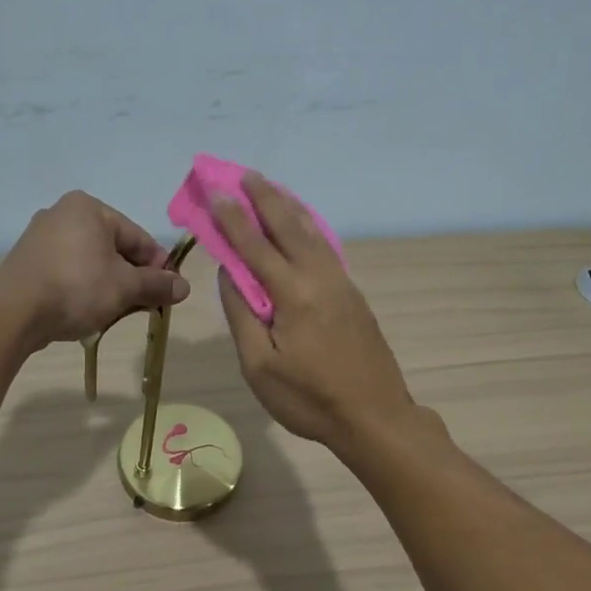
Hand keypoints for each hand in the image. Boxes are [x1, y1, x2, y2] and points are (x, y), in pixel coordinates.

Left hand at [0, 191, 188, 347]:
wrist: (13, 312)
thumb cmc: (77, 288)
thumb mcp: (125, 287)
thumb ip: (156, 285)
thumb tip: (185, 287)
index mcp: (89, 208)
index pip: (138, 236)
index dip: (158, 265)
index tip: (170, 291)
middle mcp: (63, 214)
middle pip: (114, 248)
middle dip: (132, 277)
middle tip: (146, 305)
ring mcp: (41, 238)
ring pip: (91, 262)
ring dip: (110, 286)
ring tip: (119, 312)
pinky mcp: (28, 263)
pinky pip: (68, 272)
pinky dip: (84, 288)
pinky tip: (90, 311)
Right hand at [212, 174, 415, 448]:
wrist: (375, 417)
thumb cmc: (309, 399)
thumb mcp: (259, 367)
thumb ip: (242, 315)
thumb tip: (230, 274)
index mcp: (293, 295)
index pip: (255, 246)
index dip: (232, 217)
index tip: (215, 190)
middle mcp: (320, 278)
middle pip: (289, 227)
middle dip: (264, 198)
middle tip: (243, 174)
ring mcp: (342, 285)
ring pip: (313, 234)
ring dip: (289, 208)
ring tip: (271, 188)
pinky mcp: (354, 296)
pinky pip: (326, 249)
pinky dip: (309, 228)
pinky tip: (304, 225)